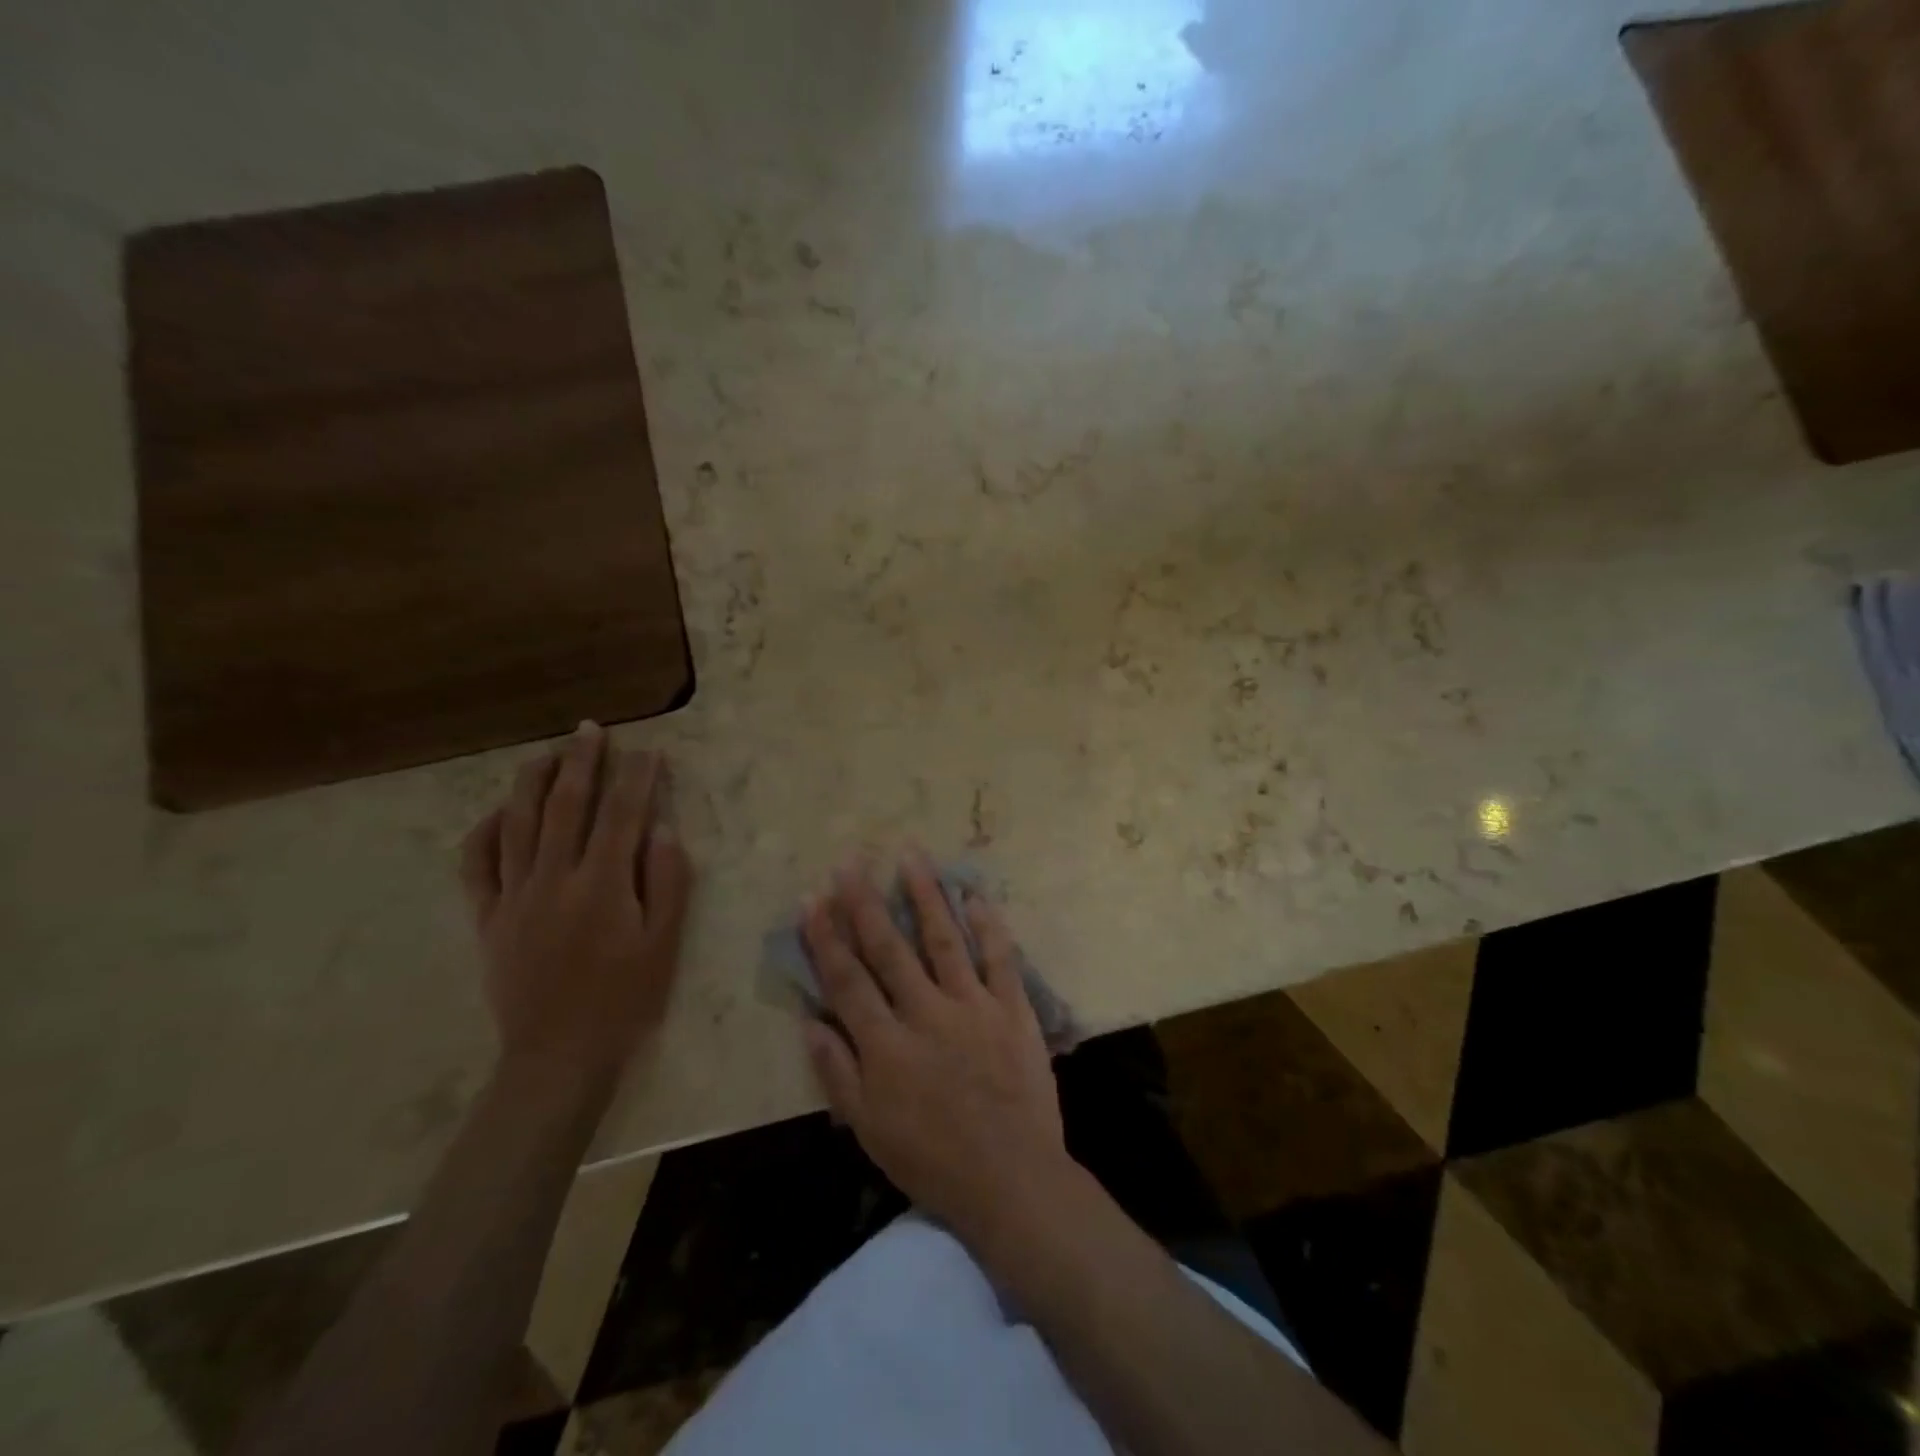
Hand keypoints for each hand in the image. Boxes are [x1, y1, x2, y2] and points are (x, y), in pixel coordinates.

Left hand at [460, 723, 693, 1094]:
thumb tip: (661, 830)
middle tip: (590, 730)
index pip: (623, 815)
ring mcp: (515, 897)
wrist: (558, 1055)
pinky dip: (485, 832)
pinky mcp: (488, 918)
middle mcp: (555, 879)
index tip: (648, 751)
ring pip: (518, 824)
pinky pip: (477, 865)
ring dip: (531, 782)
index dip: (638, 779)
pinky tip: (499, 812)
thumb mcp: (665, 944)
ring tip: (545, 753)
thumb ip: (667, 882)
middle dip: (581, 763)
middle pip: (567, 806)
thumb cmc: (625, 999)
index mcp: (603, 885)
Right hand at [801, 852, 1070, 1242]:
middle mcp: (924, 1013)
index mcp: (885, 1045)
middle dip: (865, 902)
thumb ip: (837, 1073)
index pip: (847, 979)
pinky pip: (999, 958)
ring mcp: (971, 1006)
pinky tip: (976, 894)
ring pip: (943, 939)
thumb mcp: (869, 1130)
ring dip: (925, 895)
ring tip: (911, 856)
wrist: (1011, 1178)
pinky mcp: (1011, 1008)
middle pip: (888, 948)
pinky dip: (989, 925)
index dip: (825, 938)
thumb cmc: (932, 1160)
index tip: (812, 899)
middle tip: (851, 862)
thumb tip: (810, 1020)